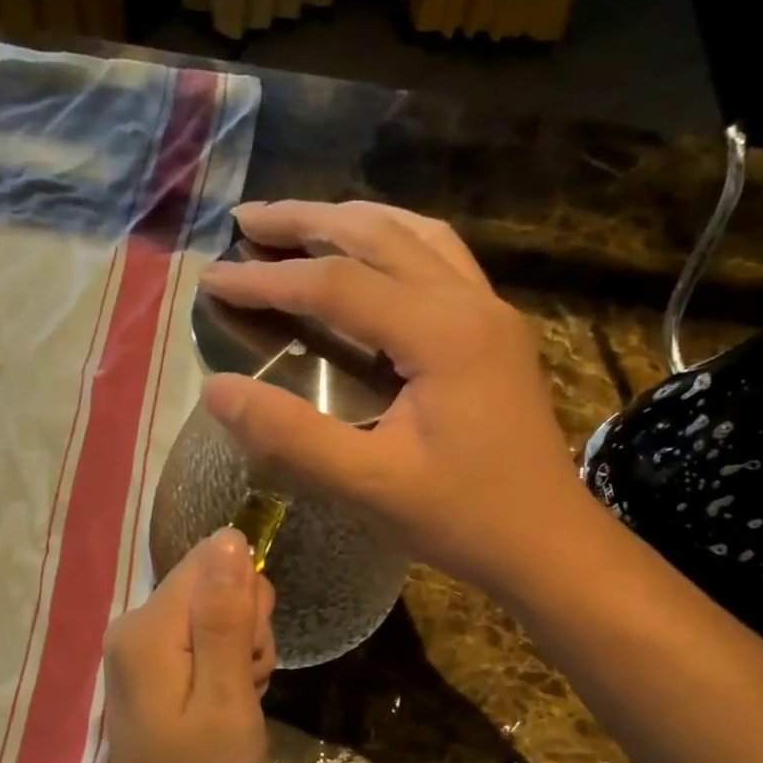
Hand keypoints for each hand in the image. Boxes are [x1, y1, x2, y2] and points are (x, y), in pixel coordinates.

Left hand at [102, 529, 275, 762]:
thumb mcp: (226, 698)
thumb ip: (226, 618)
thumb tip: (230, 538)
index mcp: (149, 627)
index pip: (213, 562)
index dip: (247, 601)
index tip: (250, 655)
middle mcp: (135, 623)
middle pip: (214, 583)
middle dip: (246, 630)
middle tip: (244, 685)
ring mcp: (140, 643)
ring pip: (217, 610)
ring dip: (241, 651)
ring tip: (235, 701)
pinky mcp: (151, 661)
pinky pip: (203, 636)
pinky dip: (226, 665)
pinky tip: (224, 704)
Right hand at [198, 200, 588, 596]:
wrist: (549, 543)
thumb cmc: (464, 519)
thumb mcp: (370, 485)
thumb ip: (292, 436)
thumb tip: (216, 390)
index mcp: (441, 333)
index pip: (337, 284)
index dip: (268, 278)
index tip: (212, 277)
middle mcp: (470, 302)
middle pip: (378, 234)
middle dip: (305, 221)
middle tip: (246, 219)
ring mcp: (490, 312)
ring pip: (415, 236)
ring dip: (352, 221)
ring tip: (299, 224)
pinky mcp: (496, 332)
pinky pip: (440, 259)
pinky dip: (393, 242)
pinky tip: (372, 258)